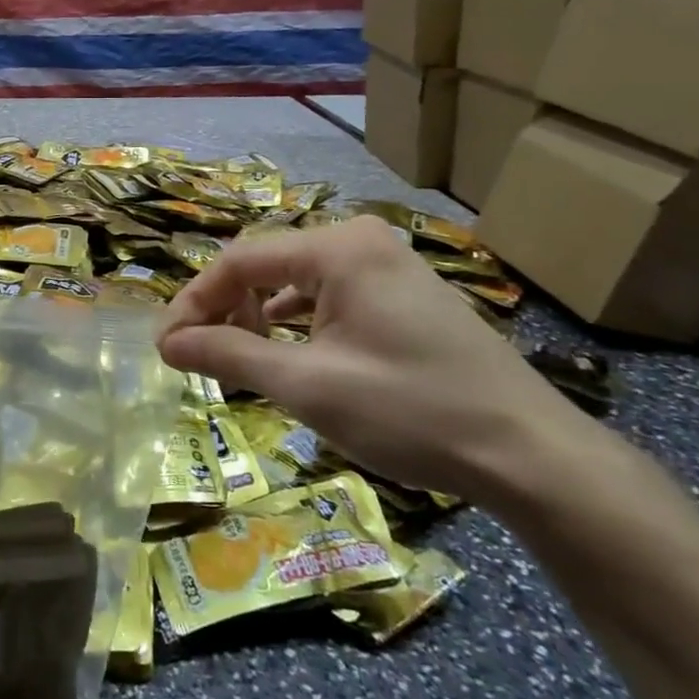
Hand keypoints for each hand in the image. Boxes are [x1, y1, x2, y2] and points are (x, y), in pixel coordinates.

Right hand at [159, 217, 587, 502]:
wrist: (532, 457)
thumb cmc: (412, 412)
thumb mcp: (308, 386)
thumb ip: (230, 355)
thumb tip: (166, 343)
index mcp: (338, 248)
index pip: (238, 261)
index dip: (194, 303)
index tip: (167, 348)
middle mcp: (360, 241)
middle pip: (265, 265)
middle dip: (226, 310)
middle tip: (203, 358)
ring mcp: (387, 265)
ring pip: (295, 282)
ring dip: (258, 319)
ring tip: (241, 361)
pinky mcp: (403, 294)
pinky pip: (328, 297)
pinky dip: (296, 324)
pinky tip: (289, 357)